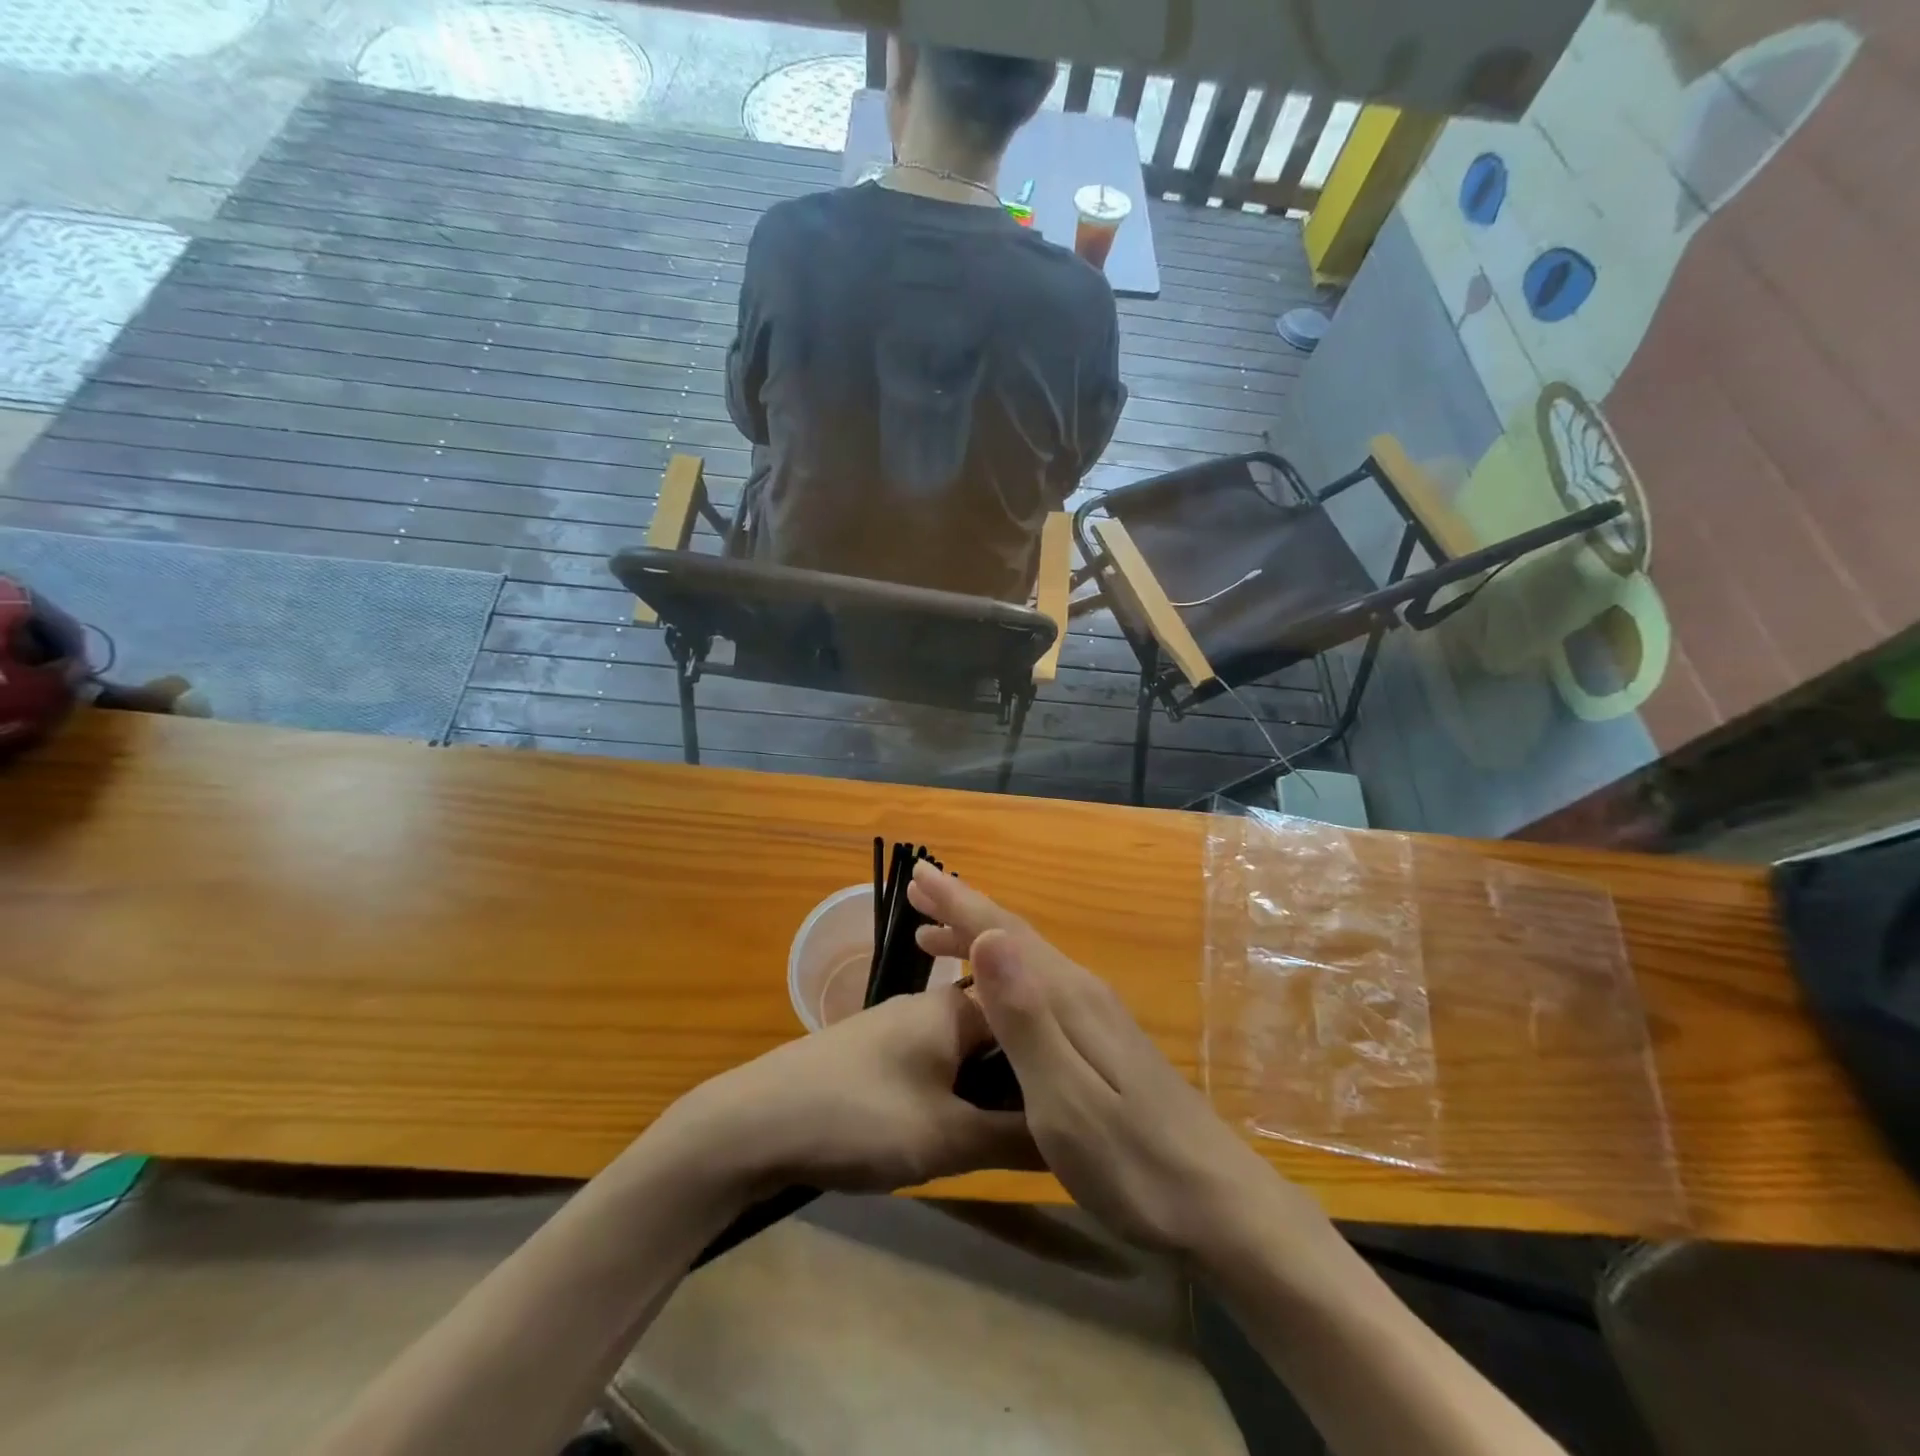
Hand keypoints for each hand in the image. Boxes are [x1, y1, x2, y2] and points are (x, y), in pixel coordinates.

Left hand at [658, 985, 1041, 1196]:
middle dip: (1021, 1083)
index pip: (1028, 1020)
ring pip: (964, 1054)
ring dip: (986, 1092)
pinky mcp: (875, 1052)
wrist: (753, 1124)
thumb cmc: (858, 1117)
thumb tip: (1077, 1138)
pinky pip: (934, 1065)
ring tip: (1002, 1141)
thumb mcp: (946, 1137)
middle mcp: (930, 1005)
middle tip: (1041, 1136)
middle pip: (998, 1037)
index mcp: (955, 1008)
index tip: (1077, 1107)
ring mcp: (898, 1026)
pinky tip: (949, 1131)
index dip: (1055, 1062)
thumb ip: (1015, 1138)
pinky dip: (953, 1093)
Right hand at [908, 863, 1330, 1259]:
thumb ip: (1025, 1018)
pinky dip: (1003, 975)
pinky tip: (993, 994)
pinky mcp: (1104, 1042)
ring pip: (1027, 961)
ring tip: (936, 937)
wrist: (1221, 1207)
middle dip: (965, 911)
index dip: (959, 902)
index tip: (918, 872)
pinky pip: (1039, 986)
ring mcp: (1098, 1017)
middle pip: (1015, 938)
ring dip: (980, 941)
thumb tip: (990, 937)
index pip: (1004, 933)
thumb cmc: (1133, 1162)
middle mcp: (1083, 993)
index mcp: (1069, 998)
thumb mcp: (1065, 1098)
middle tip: (919, 892)